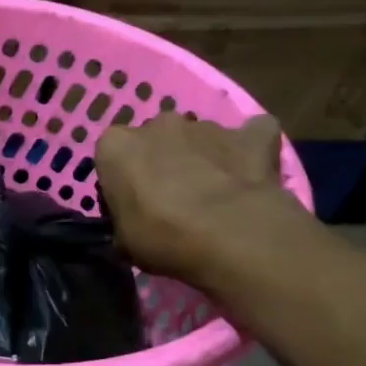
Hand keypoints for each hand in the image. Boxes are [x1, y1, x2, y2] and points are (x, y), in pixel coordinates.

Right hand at [95, 113, 305, 283]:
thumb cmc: (162, 238)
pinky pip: (251, 135)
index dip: (123, 181)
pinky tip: (251, 174)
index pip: (113, 156)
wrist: (231, 236)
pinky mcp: (252, 134)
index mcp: (117, 145)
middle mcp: (159, 124)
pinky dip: (250, 149)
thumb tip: (134, 220)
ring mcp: (208, 126)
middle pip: (157, 141)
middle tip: (173, 200)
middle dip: (163, 162)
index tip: (133, 205)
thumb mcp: (123, 240)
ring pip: (200, 139)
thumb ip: (123, 217)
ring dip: (202, 159)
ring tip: (216, 197)